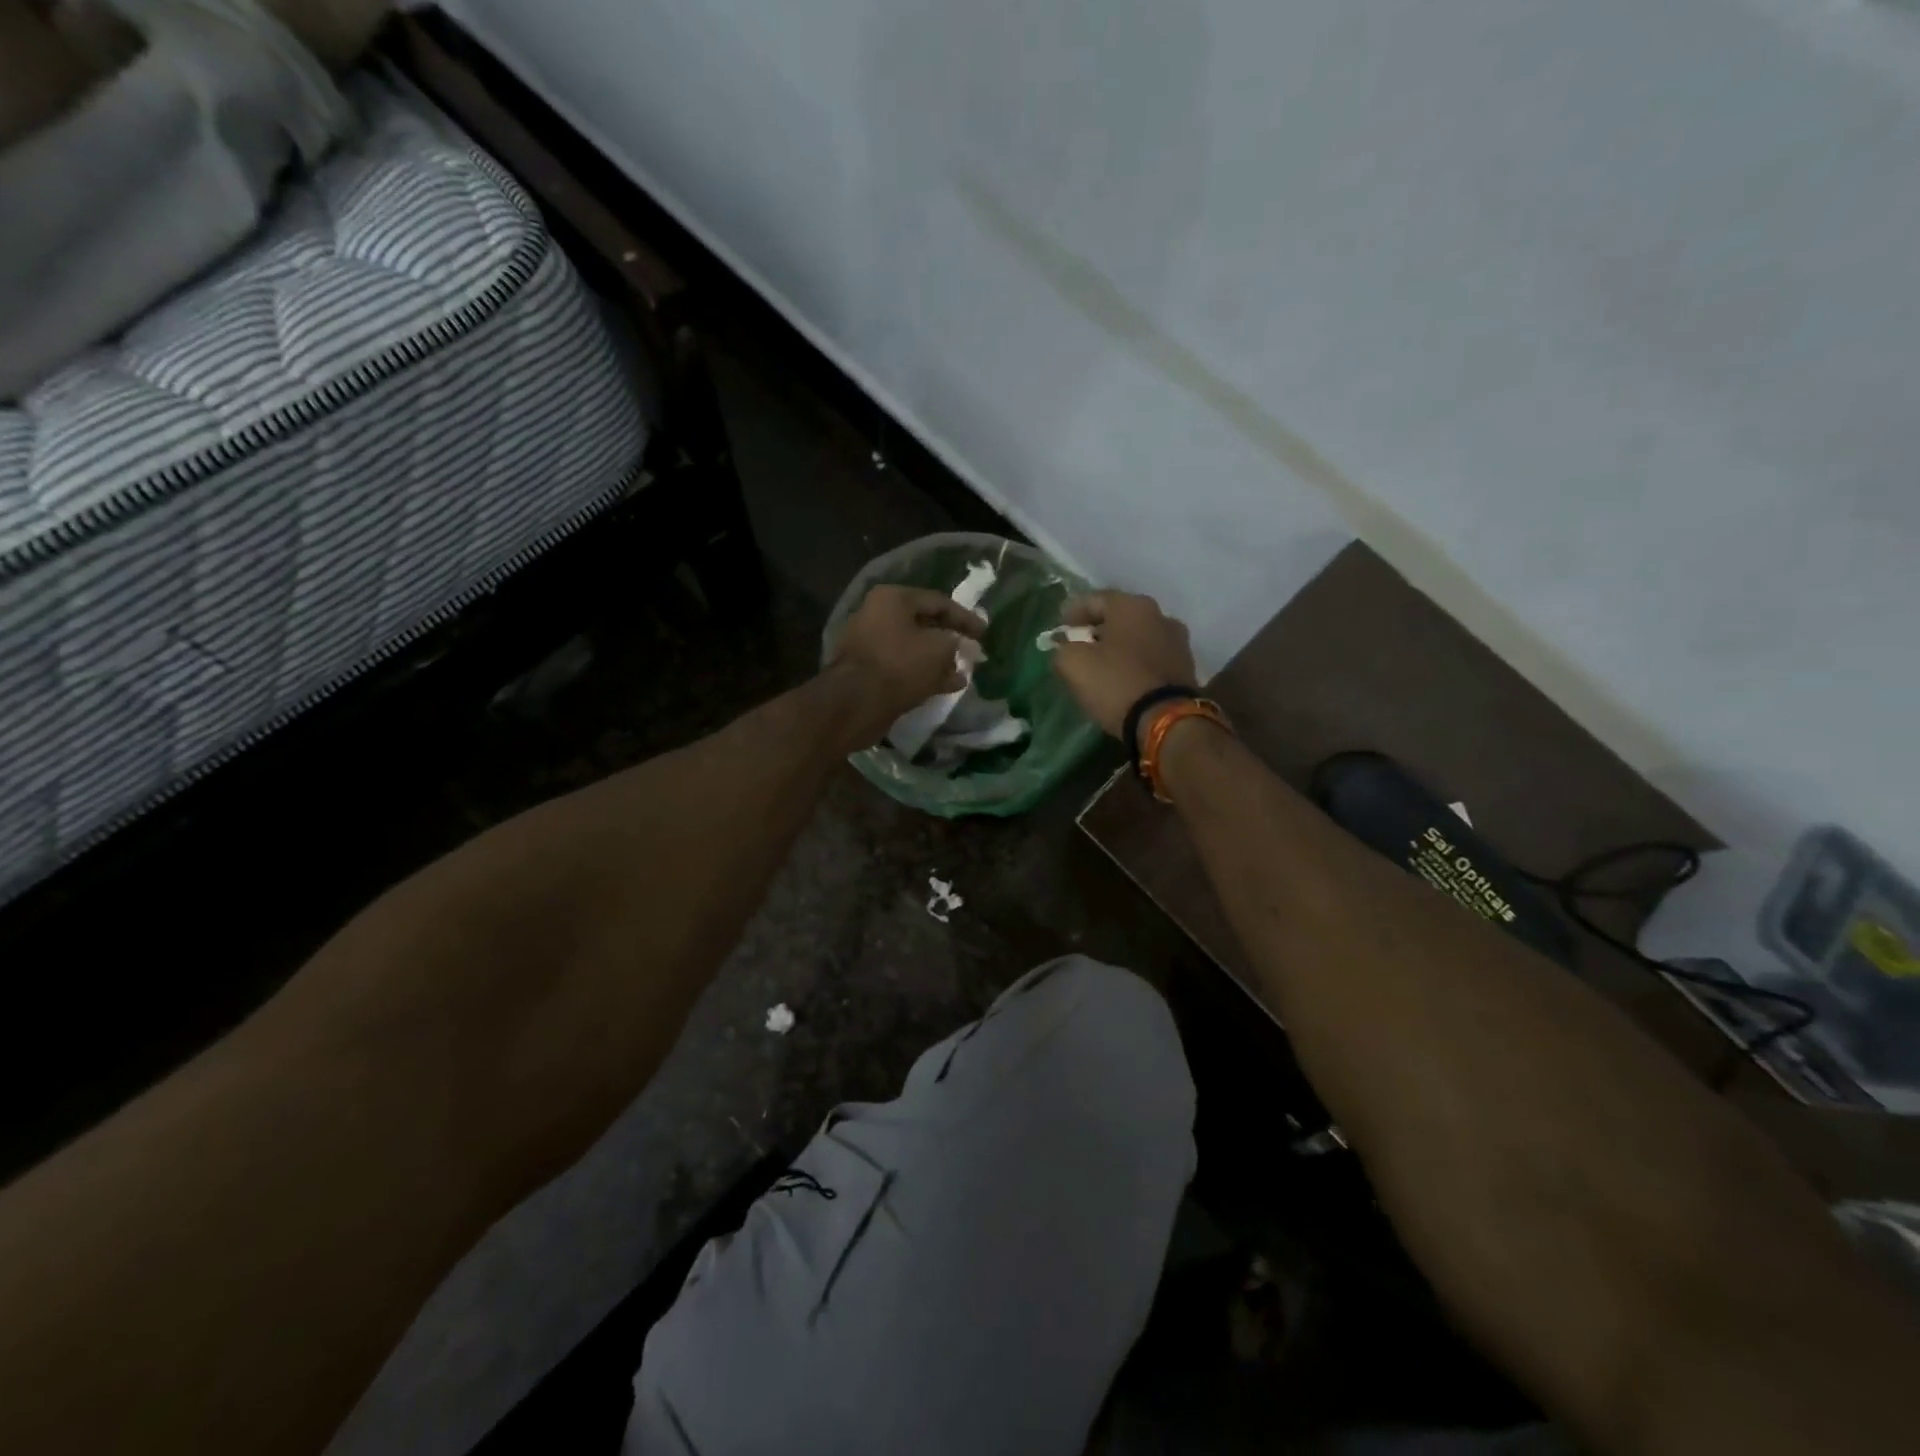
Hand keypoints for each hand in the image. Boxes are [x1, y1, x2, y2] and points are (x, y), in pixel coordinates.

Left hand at [826, 584, 987, 748]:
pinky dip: (923, 673)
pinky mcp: (867, 670)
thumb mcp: (939, 649)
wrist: (855, 702)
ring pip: (913, 647)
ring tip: (961, 672)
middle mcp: (877, 614)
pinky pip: (901, 666)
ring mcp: (869, 643)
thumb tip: (961, 648)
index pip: (938, 601)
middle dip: (950, 639)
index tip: (985, 634)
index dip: (965, 618)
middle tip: (972, 651)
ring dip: (938, 659)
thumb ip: (956, 643)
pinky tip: (945, 686)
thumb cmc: (900, 665)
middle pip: (923, 623)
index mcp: (892, 598)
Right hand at [1049, 592, 1197, 738]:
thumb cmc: (1115, 683)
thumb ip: (1062, 649)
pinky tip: (1123, 680)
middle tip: (1078, 649)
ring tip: (1101, 667)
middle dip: (1096, 631)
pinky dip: (1135, 664)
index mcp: (1132, 606)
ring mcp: (1178, 642)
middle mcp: (1160, 615)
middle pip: (1118, 618)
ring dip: (1118, 648)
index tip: (1058, 632)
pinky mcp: (1186, 668)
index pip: (1093, 600)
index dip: (1071, 614)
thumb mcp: (1073, 664)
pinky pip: (1151, 658)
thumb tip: (1065, 648)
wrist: (1165, 720)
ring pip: (1137, 638)